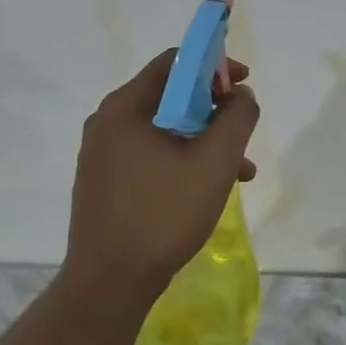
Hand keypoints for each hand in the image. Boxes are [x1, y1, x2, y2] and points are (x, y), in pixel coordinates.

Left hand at [66, 50, 259, 304]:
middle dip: (215, 110)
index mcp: (127, 107)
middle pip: (171, 96)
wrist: (109, 282)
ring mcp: (102, 154)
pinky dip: (183, 161)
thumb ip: (237, 118)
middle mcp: (108, 122)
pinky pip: (151, 155)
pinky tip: (208, 189)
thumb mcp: (215, 162)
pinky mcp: (105, 181)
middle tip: (242, 133)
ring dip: (204, 141)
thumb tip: (240, 95)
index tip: (243, 87)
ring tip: (240, 171)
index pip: (175, 62)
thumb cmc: (163, 214)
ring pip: (165, 130)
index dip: (214, 65)